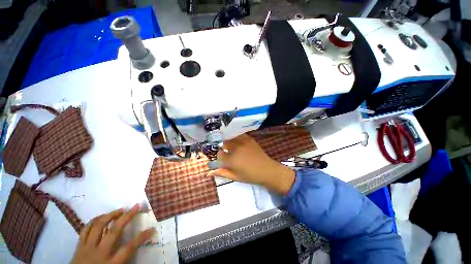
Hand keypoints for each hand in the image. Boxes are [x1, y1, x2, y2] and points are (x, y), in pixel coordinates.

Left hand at [71, 204, 154, 263]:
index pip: (129, 248)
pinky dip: (94, 221)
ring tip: (119, 210)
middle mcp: (98, 254)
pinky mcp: (78, 247)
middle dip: (127, 217)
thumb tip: (135, 252)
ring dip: (109, 215)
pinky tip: (101, 217)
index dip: (142, 237)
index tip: (152, 229)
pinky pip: (85, 229)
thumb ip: (123, 262)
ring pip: (98, 226)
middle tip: (136, 206)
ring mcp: (86, 249)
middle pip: (114, 232)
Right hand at [207, 134, 295, 194]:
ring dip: (228, 140)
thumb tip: (208, 173)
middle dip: (223, 147)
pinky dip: (236, 136)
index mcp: (231, 160)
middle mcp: (235, 149)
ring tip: (231, 145)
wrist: (267, 170)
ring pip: (230, 137)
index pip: (219, 154)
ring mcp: (242, 142)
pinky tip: (237, 141)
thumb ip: (221, 173)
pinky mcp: (249, 139)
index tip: (223, 159)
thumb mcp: (235, 177)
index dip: (220, 156)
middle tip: (227, 151)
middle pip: (224, 143)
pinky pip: (239, 135)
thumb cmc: (250, 176)